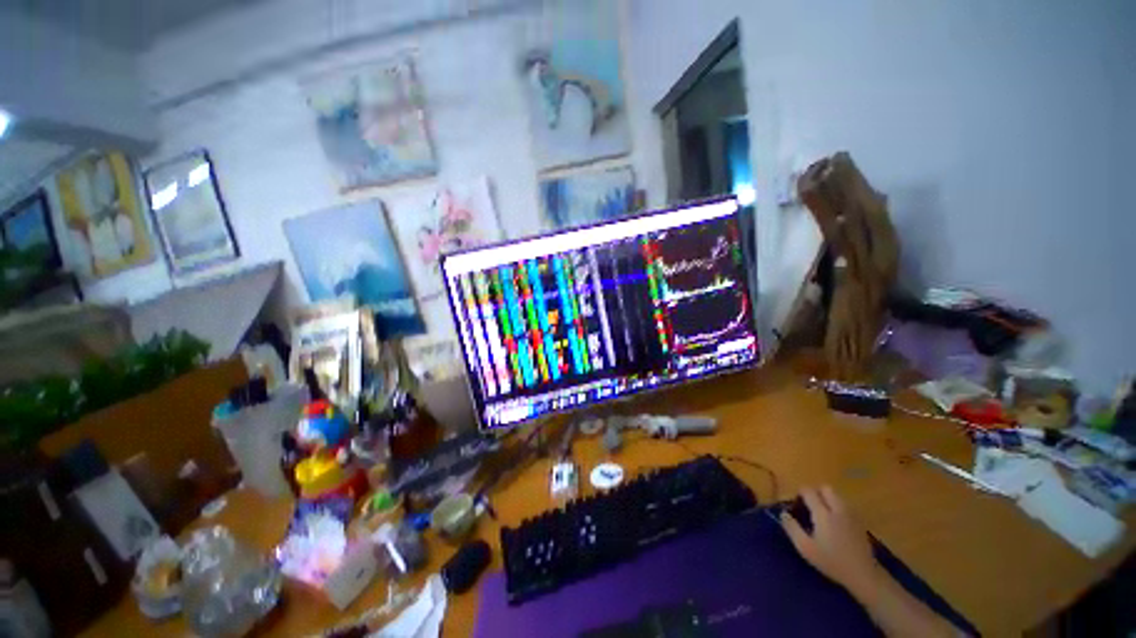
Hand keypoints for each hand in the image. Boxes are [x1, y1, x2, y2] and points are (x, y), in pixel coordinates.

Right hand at [780, 485, 881, 594]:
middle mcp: (837, 509)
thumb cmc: (831, 561)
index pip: (808, 491)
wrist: (863, 574)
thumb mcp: (805, 548)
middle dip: (816, 493)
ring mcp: (851, 515)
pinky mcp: (859, 522)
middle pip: (825, 488)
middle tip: (810, 507)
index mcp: (823, 513)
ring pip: (837, 496)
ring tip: (822, 516)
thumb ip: (792, 528)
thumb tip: (783, 513)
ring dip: (827, 500)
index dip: (800, 494)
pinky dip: (837, 508)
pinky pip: (845, 506)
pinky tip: (835, 524)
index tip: (797, 506)